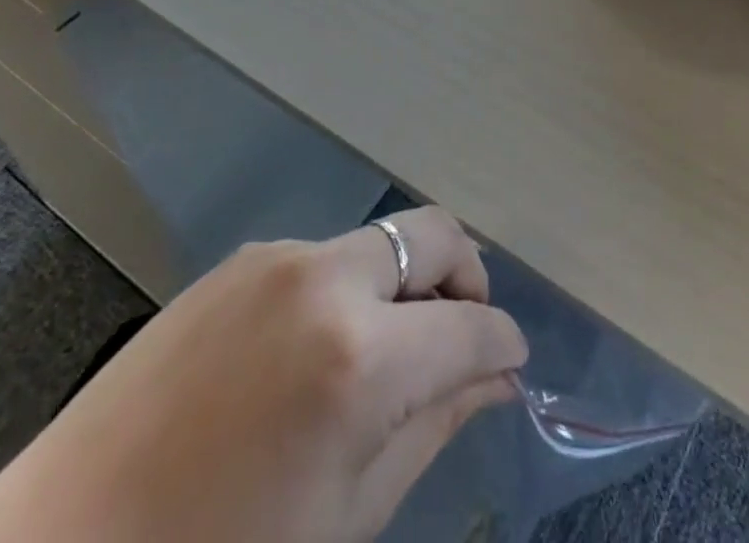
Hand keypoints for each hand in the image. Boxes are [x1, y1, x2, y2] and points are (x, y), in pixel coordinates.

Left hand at [0, 208, 526, 542]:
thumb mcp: (344, 517)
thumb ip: (433, 426)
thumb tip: (497, 378)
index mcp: (358, 355)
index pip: (470, 325)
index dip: (504, 343)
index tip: (512, 364)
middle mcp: (324, 277)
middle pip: (432, 233)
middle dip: (465, 278)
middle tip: (464, 337)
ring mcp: (274, 257)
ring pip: (377, 242)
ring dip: (404, 283)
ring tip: (387, 355)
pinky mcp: (236, 261)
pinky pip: (321, 258)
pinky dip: (349, 288)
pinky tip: (316, 354)